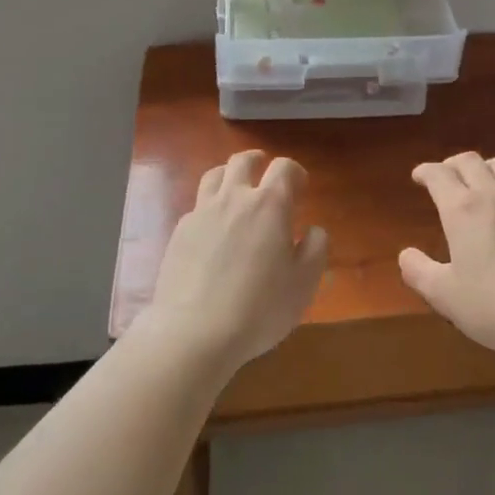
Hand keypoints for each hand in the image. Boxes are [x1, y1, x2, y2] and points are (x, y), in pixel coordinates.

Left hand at [141, 151, 327, 374]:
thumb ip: (316, 248)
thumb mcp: (304, 283)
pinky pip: (197, 207)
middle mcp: (234, 198)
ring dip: (229, 176)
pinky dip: (209, 209)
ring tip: (235, 191)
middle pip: (243, 161)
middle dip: (258, 162)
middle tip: (265, 173)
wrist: (193, 333)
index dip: (295, 172)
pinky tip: (212, 231)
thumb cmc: (259, 308)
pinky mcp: (179, 233)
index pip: (284, 167)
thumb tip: (314, 230)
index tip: (300, 188)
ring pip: (214, 176)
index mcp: (269, 205)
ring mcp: (202, 213)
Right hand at [399, 153, 494, 359]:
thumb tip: (406, 255)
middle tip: (446, 175)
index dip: (425, 171)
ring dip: (485, 168)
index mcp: (461, 209)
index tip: (419, 176)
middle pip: (470, 161)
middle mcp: (492, 195)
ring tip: (481, 182)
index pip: (438, 175)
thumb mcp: (446, 296)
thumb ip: (420, 273)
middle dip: (453, 164)